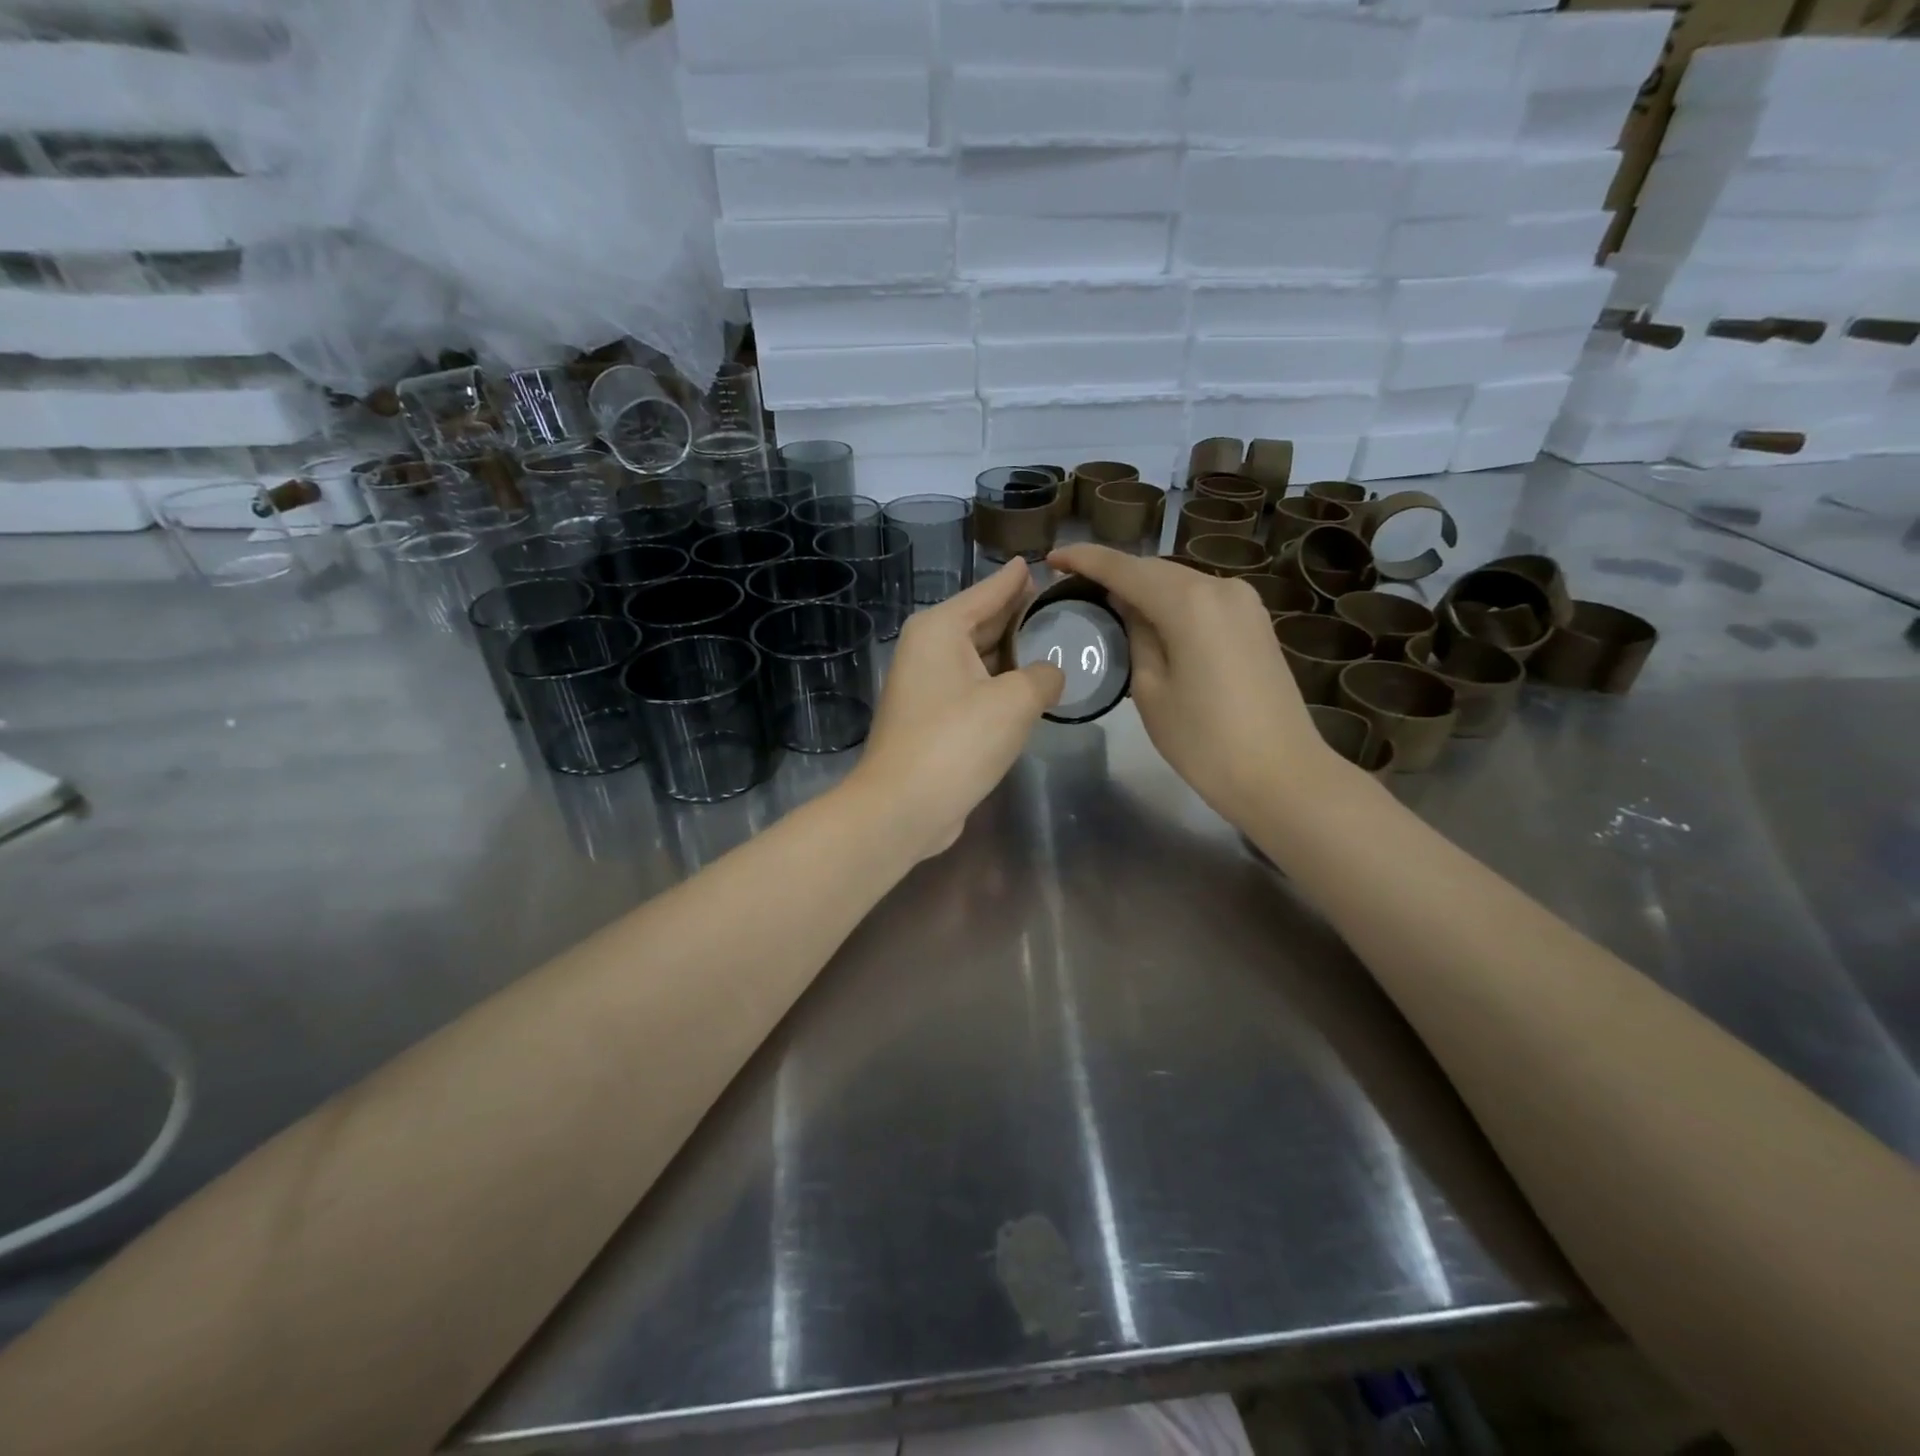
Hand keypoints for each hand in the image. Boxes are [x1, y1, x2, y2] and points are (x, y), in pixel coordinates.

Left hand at [846, 559, 1064, 861]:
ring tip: (1056, 643)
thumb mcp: (1013, 701)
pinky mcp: (931, 719)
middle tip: (1062, 605)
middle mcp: (928, 650)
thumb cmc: (957, 742)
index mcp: (940, 629)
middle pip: (982, 622)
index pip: (988, 592)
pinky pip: (974, 688)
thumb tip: (1050, 674)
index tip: (1042, 564)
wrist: (903, 807)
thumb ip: (1042, 676)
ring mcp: (926, 686)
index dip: (1017, 580)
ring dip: (1012, 654)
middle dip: (1019, 615)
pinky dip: (1000, 685)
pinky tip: (1030, 688)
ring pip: (979, 658)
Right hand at [1048, 544, 1334, 825]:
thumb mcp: (1150, 690)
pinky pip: (1202, 600)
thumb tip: (1128, 608)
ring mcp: (1245, 603)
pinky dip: (1171, 603)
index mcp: (1189, 602)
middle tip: (1075, 586)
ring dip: (1143, 589)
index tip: (1052, 558)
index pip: (1125, 568)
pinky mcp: (1256, 623)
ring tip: (1107, 605)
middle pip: (1155, 569)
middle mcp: (1221, 588)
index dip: (1085, 559)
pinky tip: (1151, 621)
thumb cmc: (1205, 741)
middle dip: (1114, 573)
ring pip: (1180, 583)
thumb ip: (1136, 636)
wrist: (1282, 775)